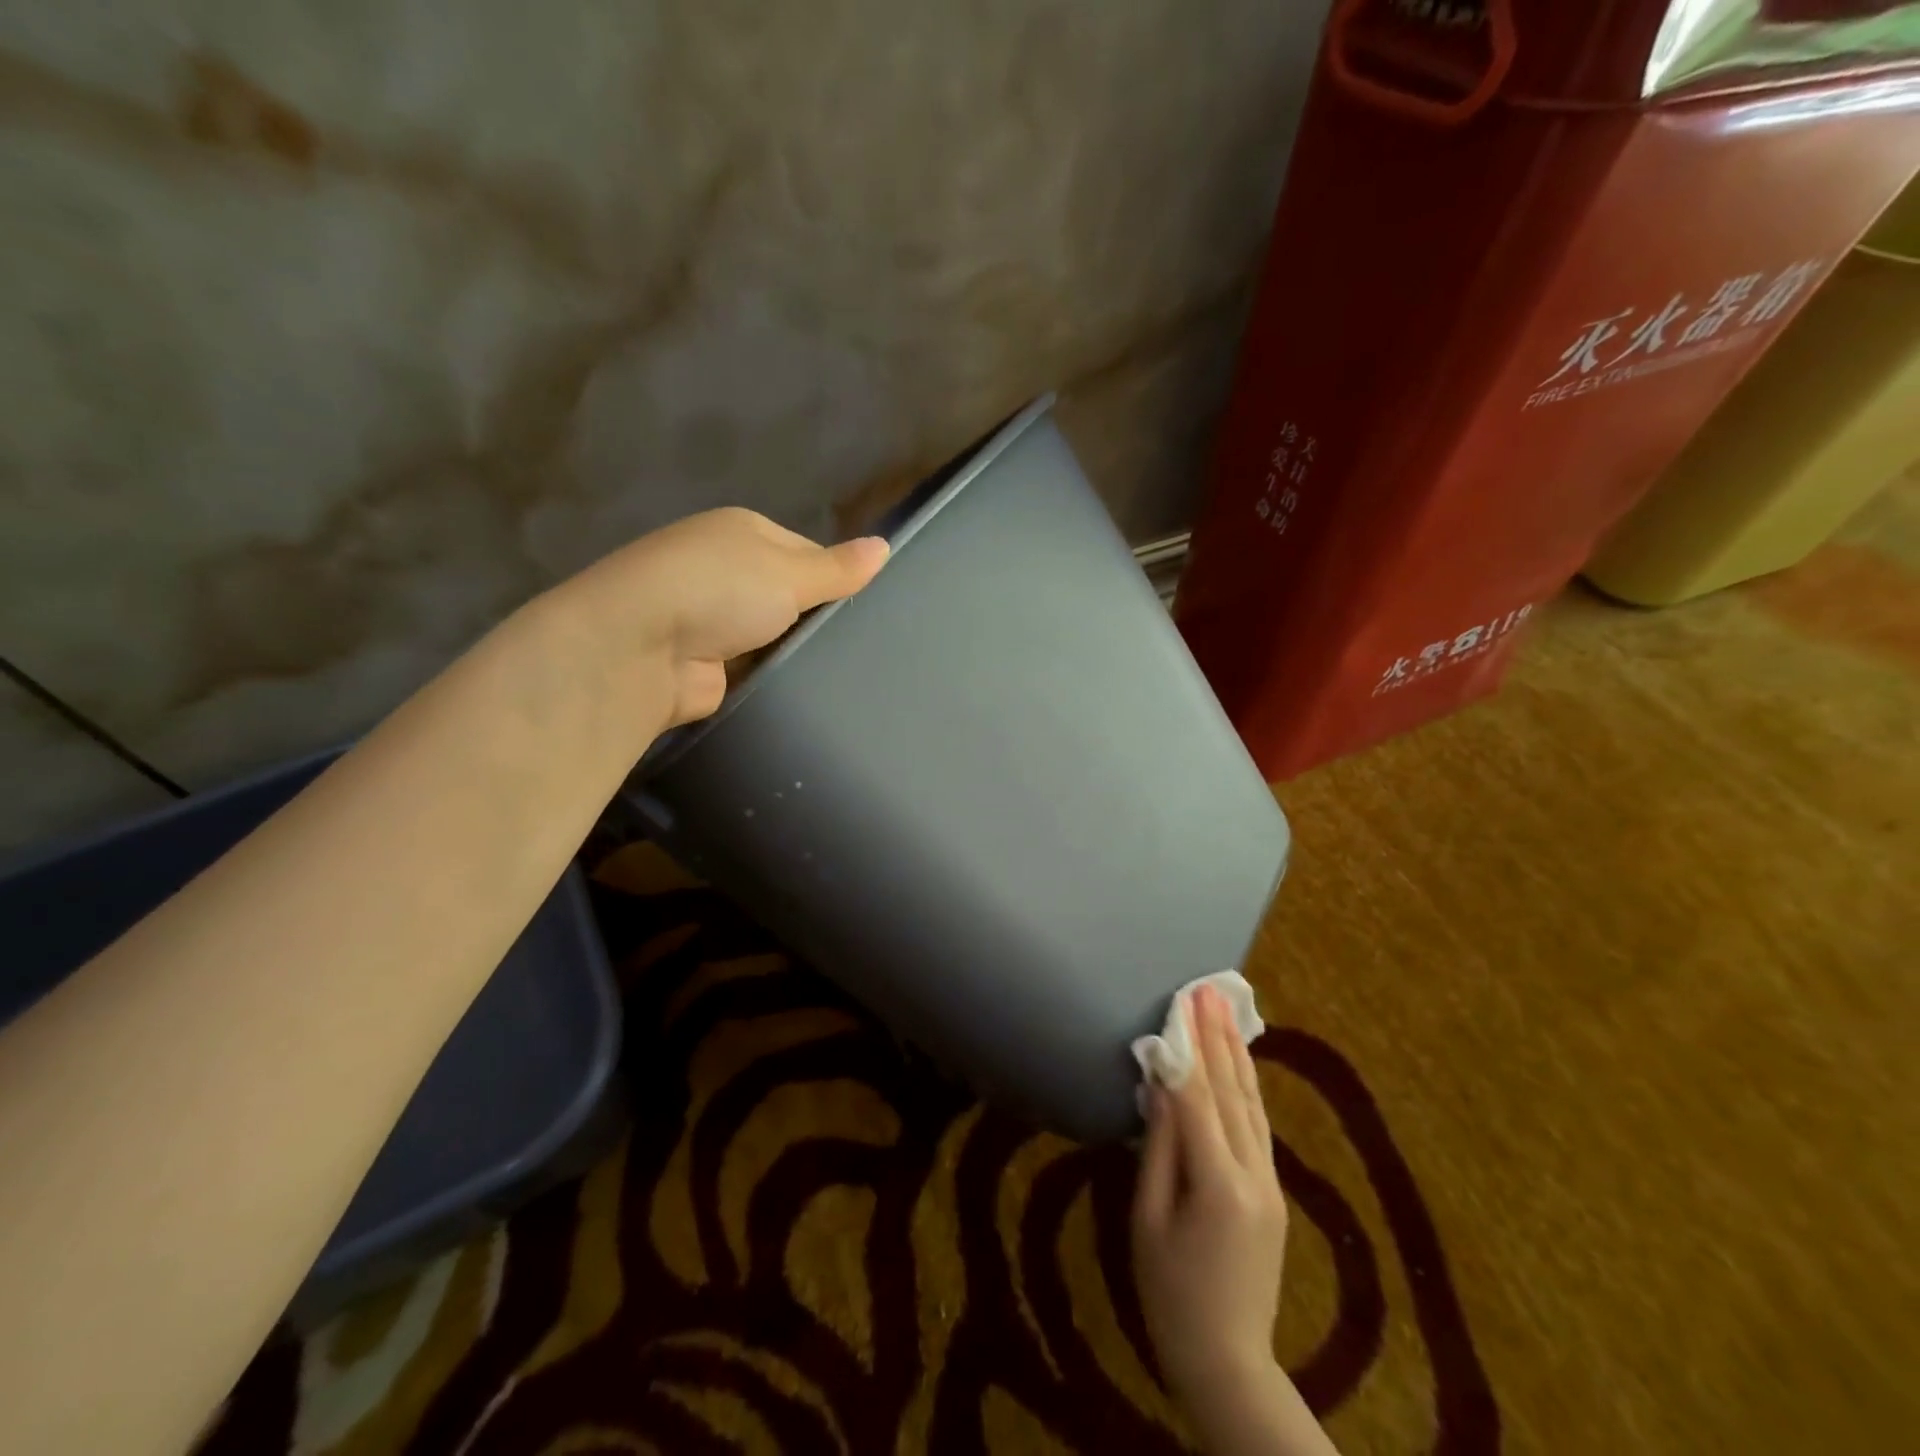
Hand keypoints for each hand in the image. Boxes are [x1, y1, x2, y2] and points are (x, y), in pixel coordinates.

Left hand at [553, 507, 888, 728]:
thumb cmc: (719, 590)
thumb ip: (837, 568)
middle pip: (792, 595)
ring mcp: (714, 620)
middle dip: (819, 618)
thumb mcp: (789, 572)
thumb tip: (885, 546)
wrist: (639, 649)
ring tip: (848, 672)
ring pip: (777, 635)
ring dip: (798, 650)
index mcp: (743, 533)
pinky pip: (759, 668)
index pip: (808, 551)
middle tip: (864, 645)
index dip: (837, 577)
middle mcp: (726, 572)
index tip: (869, 606)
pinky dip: (778, 677)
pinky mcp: (710, 665)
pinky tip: (811, 691)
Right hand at [1134, 986, 1335, 1454]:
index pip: (1198, 1098)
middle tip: (1206, 989)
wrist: (1229, 1362)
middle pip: (1232, 1091)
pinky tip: (1240, 1063)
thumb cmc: (1169, 1292)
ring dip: (1236, 1053)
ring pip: (1252, 1104)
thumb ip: (1159, 1147)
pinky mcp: (1272, 1191)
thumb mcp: (1148, 1218)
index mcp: (1219, 1183)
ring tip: (1225, 1011)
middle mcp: (1254, 1174)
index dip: (1188, 1047)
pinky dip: (1247, 1086)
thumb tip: (1162, 1086)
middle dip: (1217, 1036)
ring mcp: (1270, 1183)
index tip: (1180, 1003)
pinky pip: (1258, 1125)